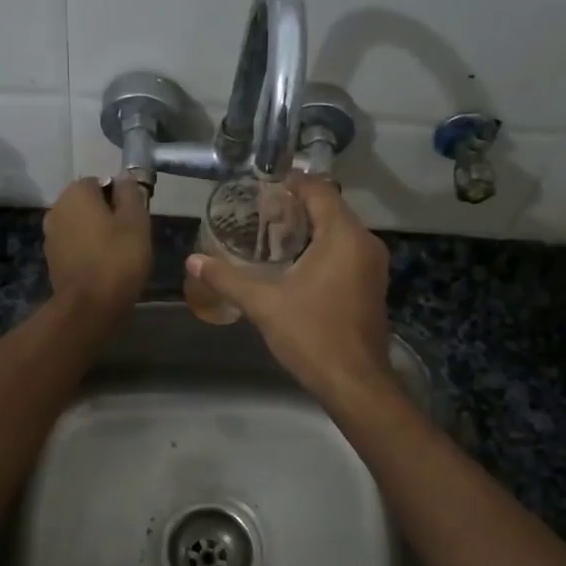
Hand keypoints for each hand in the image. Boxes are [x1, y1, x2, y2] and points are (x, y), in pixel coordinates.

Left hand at [44, 176, 152, 322]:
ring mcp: (50, 235)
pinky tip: (102, 267)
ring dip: (96, 233)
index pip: (100, 181)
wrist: (89, 306)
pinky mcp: (51, 259)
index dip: (120, 197)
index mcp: (76, 193)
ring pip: (80, 225)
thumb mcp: (136, 221)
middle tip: (130, 236)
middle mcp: (57, 208)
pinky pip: (74, 245)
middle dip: (107, 214)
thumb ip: (130, 193)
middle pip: (88, 203)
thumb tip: (124, 178)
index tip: (134, 217)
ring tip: (118, 254)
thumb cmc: (117, 258)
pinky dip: (87, 250)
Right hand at [187, 176, 393, 404]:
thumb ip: (227, 279)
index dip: (292, 183)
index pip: (320, 190)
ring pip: (340, 231)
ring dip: (310, 227)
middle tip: (260, 209)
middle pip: (331, 208)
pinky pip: (346, 251)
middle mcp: (365, 243)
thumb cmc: (312, 334)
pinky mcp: (372, 285)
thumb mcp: (264, 304)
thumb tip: (192, 261)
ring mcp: (373, 265)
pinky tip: (295, 263)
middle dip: (297, 205)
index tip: (263, 184)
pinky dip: (323, 247)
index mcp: (344, 236)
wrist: (354, 382)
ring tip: (272, 233)